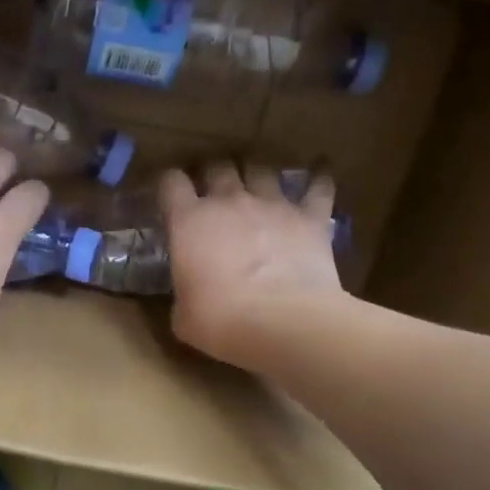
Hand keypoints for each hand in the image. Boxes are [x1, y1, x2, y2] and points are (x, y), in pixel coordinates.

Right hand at [160, 161, 347, 369]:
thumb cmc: (221, 321)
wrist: (284, 322)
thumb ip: (184, 293)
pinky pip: (318, 187)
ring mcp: (273, 204)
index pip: (171, 183)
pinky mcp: (311, 217)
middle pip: (217, 166)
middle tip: (213, 189)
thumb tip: (191, 296)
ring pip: (261, 169)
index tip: (170, 194)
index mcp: (189, 222)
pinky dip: (318, 180)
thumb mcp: (183, 315)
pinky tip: (321, 176)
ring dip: (256, 173)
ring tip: (257, 184)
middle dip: (212, 173)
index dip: (169, 184)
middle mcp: (229, 201)